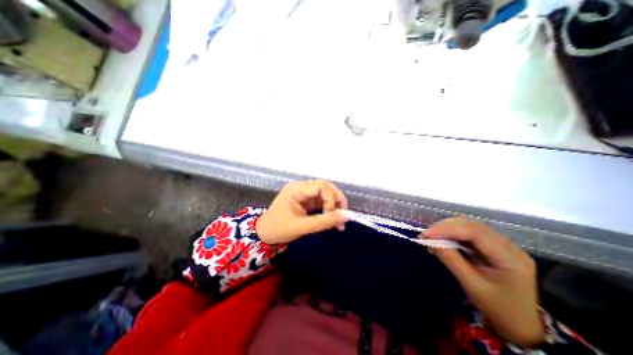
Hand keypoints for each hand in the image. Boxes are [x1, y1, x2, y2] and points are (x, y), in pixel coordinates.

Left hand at [254, 180, 348, 244]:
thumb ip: (324, 221)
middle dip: (336, 201)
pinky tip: (332, 221)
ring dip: (334, 207)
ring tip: (339, 222)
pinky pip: (322, 201)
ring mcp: (304, 193)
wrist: (264, 234)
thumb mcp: (301, 227)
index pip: (321, 186)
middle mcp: (301, 187)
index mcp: (296, 189)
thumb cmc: (278, 229)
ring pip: (326, 194)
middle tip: (342, 216)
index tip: (333, 216)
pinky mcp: (306, 200)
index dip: (331, 199)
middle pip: (326, 187)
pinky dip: (329, 210)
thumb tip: (346, 216)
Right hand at [425, 216, 543, 346]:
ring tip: (430, 237)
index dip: (447, 229)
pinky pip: (469, 232)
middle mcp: (509, 245)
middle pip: (471, 225)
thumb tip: (429, 240)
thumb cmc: (497, 308)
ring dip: (447, 228)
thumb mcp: (471, 285)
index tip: (426, 234)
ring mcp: (502, 243)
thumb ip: (451, 259)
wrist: (521, 324)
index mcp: (510, 257)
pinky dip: (452, 233)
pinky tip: (442, 239)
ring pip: (469, 225)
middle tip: (425, 235)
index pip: (474, 232)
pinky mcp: (494, 244)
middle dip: (444, 227)